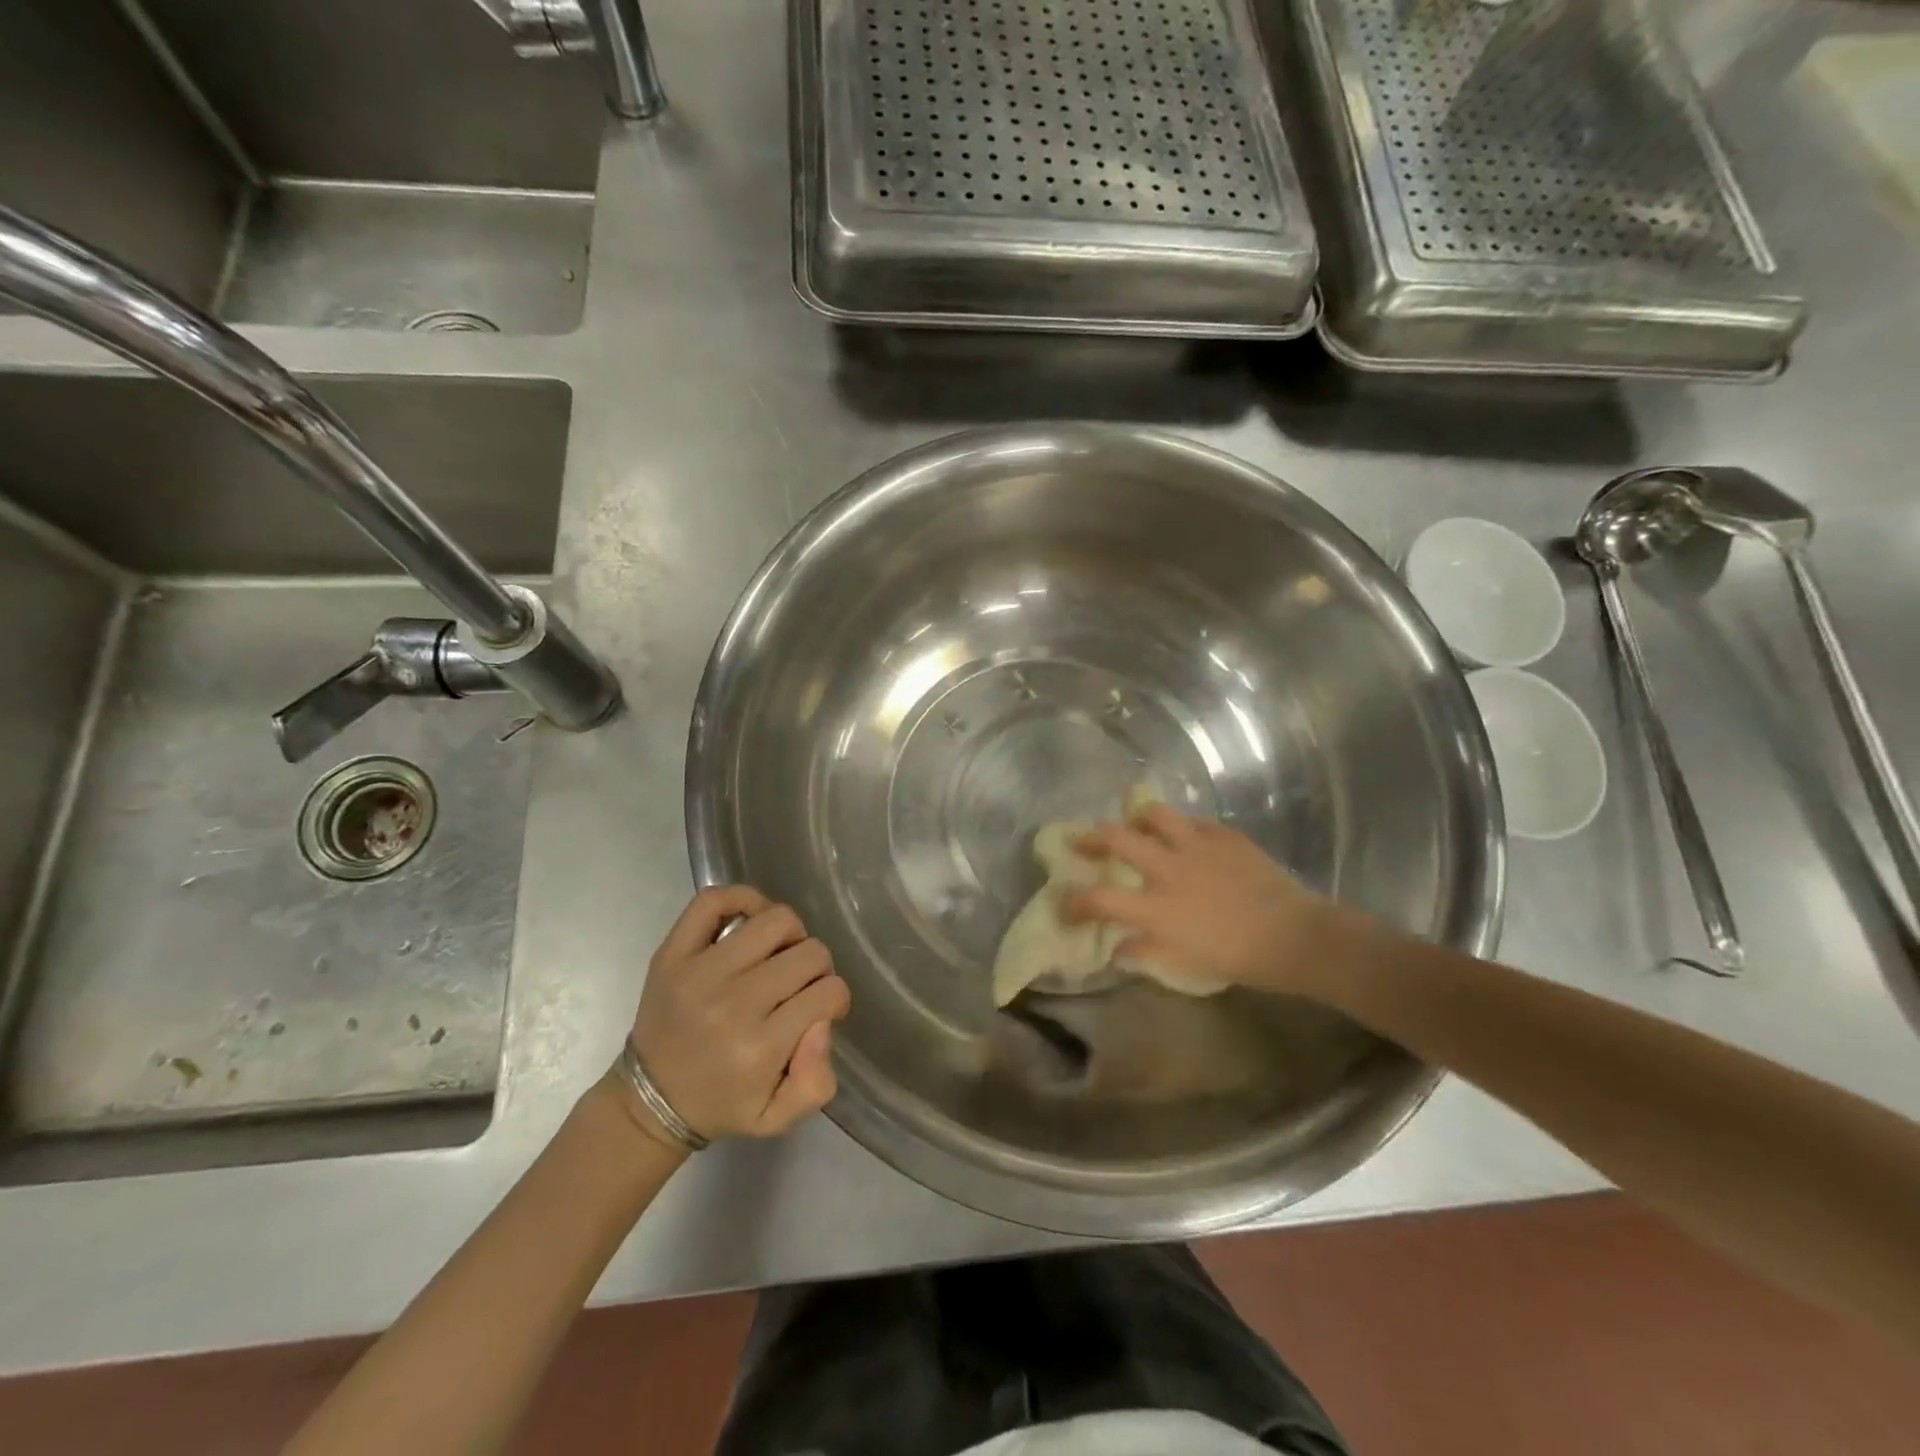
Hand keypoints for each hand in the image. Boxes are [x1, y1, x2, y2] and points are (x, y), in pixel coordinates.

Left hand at [612, 887, 850, 1147]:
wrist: (650, 1100)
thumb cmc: (721, 1104)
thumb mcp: (776, 1118)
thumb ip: (816, 1083)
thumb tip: (822, 1023)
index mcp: (761, 1047)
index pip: (829, 992)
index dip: (834, 998)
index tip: (821, 1009)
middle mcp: (734, 1003)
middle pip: (810, 953)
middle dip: (817, 968)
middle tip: (801, 984)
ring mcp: (700, 972)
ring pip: (776, 920)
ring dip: (791, 935)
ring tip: (780, 954)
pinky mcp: (673, 953)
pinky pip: (713, 901)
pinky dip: (743, 898)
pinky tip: (752, 919)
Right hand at [1064, 804, 1351, 996]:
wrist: (1296, 936)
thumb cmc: (1240, 958)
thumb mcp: (1186, 963)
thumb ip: (1146, 951)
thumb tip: (1118, 949)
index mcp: (1156, 906)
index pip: (1099, 899)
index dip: (1074, 902)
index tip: (1064, 905)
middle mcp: (1168, 868)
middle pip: (1116, 838)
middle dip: (1091, 837)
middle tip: (1082, 841)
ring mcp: (1196, 846)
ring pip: (1154, 814)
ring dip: (1138, 819)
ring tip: (1137, 825)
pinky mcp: (1224, 835)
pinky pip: (1195, 821)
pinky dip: (1183, 828)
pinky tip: (1187, 838)